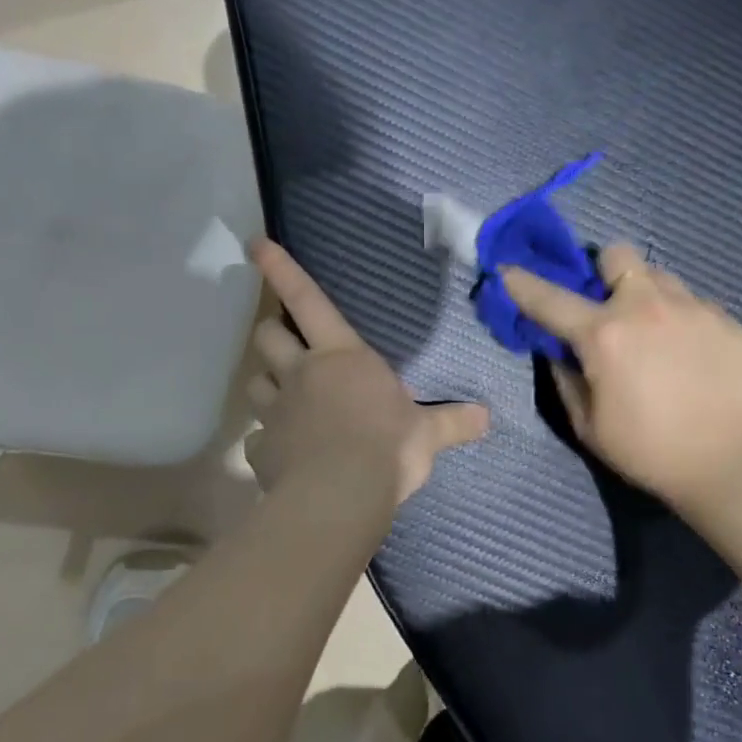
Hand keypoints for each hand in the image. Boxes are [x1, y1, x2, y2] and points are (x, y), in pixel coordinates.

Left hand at [245, 239, 489, 517]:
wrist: (340, 497)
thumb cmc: (387, 448)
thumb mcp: (426, 434)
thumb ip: (452, 422)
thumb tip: (487, 417)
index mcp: (342, 357)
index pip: (308, 300)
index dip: (281, 270)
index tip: (254, 244)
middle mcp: (302, 374)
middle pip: (269, 336)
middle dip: (272, 333)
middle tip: (283, 340)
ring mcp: (276, 411)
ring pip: (255, 382)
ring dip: (266, 382)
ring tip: (280, 395)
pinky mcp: (262, 450)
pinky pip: (255, 439)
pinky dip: (266, 441)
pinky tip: (280, 452)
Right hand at [502, 246, 741, 509]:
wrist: (729, 463)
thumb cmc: (648, 450)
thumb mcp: (588, 425)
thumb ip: (565, 378)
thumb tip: (557, 350)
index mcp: (604, 334)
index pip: (549, 298)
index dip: (521, 282)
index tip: (507, 269)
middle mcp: (646, 306)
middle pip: (615, 254)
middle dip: (604, 273)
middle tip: (609, 308)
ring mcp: (690, 307)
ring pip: (658, 275)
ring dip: (645, 294)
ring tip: (654, 332)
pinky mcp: (724, 318)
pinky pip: (691, 301)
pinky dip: (680, 318)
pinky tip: (688, 353)